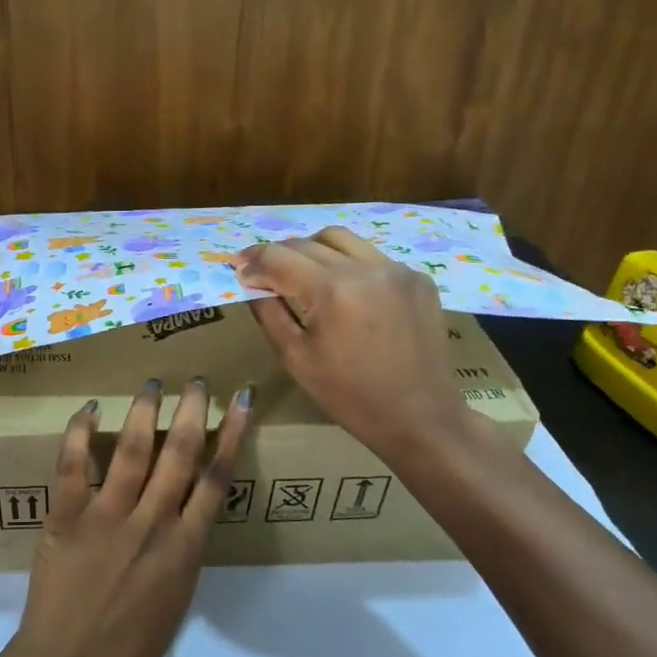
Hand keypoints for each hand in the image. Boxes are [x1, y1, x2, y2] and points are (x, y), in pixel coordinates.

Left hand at [0, 377, 253, 656]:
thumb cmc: (128, 649)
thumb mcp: (176, 601)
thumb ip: (182, 553)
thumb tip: (185, 514)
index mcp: (186, 548)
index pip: (217, 478)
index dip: (233, 435)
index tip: (240, 401)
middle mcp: (153, 523)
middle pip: (180, 454)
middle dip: (192, 410)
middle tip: (195, 380)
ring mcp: (108, 518)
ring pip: (134, 451)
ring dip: (145, 411)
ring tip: (152, 382)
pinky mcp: (67, 519)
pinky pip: (74, 466)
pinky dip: (80, 434)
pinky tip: (88, 409)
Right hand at [234, 226, 469, 459]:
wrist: (419, 417)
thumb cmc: (349, 396)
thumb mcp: (295, 358)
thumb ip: (269, 312)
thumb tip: (251, 281)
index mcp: (332, 291)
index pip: (279, 257)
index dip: (252, 261)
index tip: (236, 268)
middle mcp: (366, 269)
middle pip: (307, 242)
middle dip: (277, 254)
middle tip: (260, 270)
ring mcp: (397, 270)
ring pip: (341, 239)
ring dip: (311, 249)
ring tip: (299, 272)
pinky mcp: (418, 278)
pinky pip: (371, 256)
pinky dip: (347, 263)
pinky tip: (342, 289)